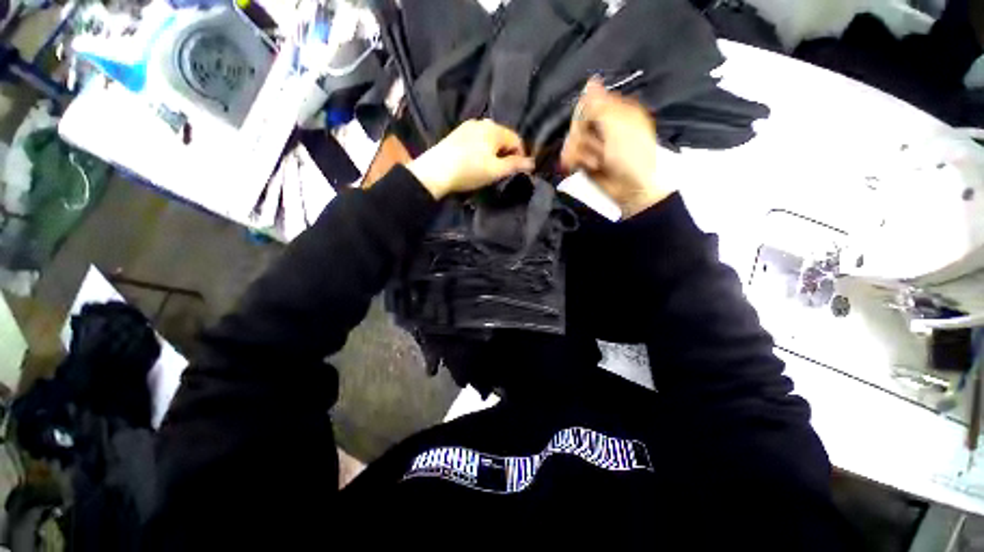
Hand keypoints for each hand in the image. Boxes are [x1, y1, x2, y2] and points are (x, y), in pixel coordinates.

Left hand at [407, 119, 534, 199]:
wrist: (436, 171)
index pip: (517, 140)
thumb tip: (532, 163)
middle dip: (507, 154)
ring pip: (489, 139)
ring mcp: (467, 126)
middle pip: (503, 138)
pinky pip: (477, 140)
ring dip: (494, 152)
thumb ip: (515, 165)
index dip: (521, 156)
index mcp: (494, 129)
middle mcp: (482, 122)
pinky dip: (481, 150)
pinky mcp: (457, 133)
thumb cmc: (469, 171)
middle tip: (502, 172)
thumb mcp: (495, 171)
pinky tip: (475, 162)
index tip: (517, 172)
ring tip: (489, 168)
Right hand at [560, 78, 673, 217]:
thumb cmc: (631, 155)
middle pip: (577, 122)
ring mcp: (593, 144)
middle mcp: (602, 125)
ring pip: (572, 139)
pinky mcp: (584, 159)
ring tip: (596, 162)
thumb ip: (601, 105)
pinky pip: (570, 155)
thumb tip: (590, 79)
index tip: (589, 122)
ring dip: (582, 152)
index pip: (589, 102)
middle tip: (598, 146)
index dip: (585, 113)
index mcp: (616, 111)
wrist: (629, 188)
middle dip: (584, 136)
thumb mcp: (619, 126)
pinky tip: (587, 166)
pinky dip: (576, 161)